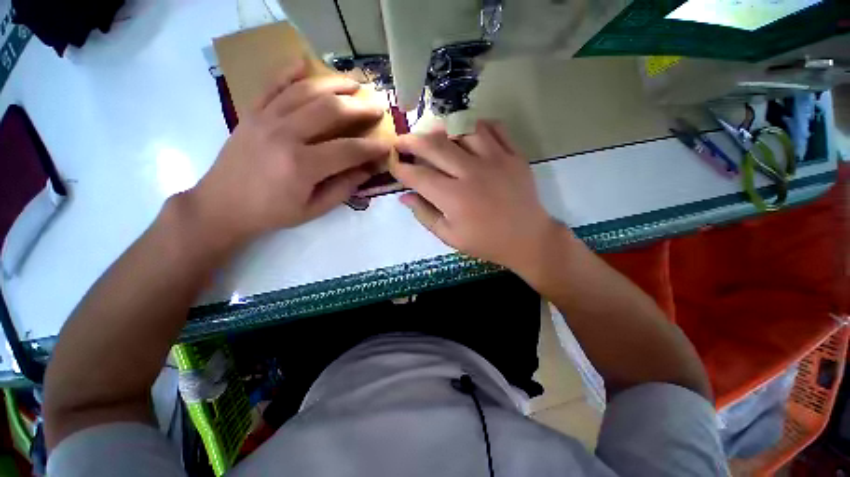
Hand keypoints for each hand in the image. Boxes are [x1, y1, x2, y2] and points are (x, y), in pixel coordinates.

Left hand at [187, 61, 390, 248]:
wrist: (222, 205)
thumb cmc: (272, 212)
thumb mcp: (314, 209)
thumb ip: (343, 188)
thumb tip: (367, 170)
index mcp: (302, 165)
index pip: (348, 150)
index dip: (372, 147)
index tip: (388, 144)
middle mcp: (285, 135)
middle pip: (330, 111)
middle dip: (359, 107)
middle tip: (378, 106)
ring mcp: (266, 119)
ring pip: (305, 91)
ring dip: (334, 84)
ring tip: (354, 83)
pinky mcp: (252, 113)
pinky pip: (272, 85)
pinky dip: (289, 71)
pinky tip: (304, 62)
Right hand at [391, 121, 563, 270]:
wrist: (527, 239)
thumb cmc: (486, 242)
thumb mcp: (450, 236)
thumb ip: (425, 215)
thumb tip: (404, 197)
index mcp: (453, 197)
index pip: (418, 175)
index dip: (400, 168)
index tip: (393, 164)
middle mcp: (471, 172)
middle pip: (434, 146)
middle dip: (411, 141)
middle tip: (402, 142)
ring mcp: (495, 159)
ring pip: (462, 129)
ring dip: (442, 131)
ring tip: (434, 137)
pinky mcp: (514, 154)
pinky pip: (493, 128)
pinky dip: (476, 126)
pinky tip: (467, 134)